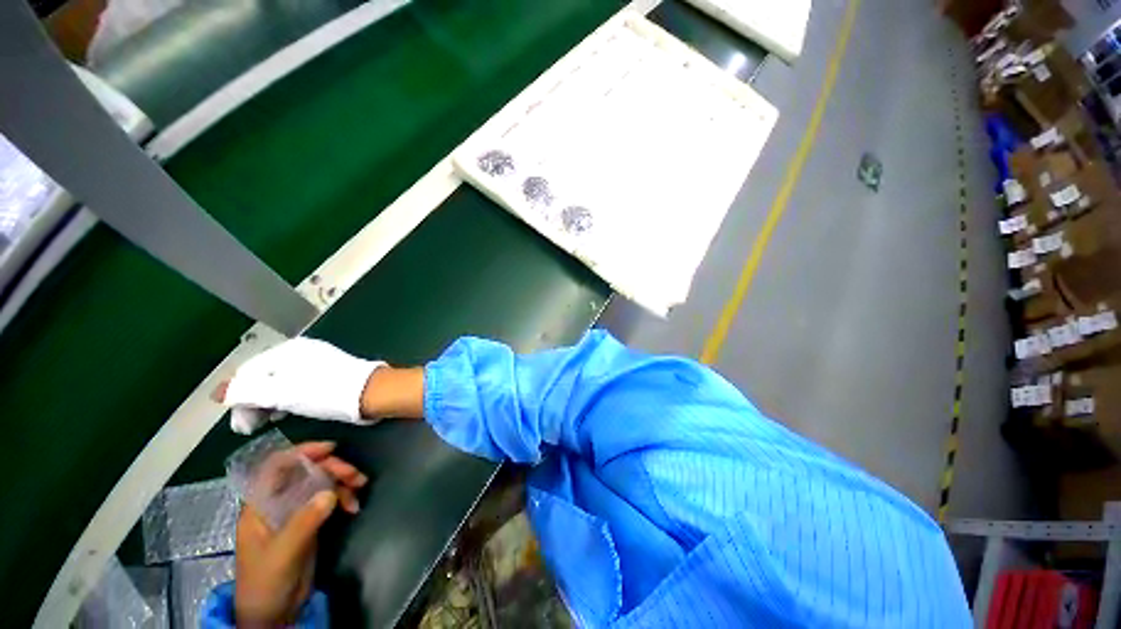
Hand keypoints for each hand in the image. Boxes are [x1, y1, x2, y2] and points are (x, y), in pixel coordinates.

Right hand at [218, 338, 385, 434]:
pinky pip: (298, 384)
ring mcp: (317, 361)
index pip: (248, 372)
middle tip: (252, 427)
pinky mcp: (330, 372)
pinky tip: (288, 411)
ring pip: (281, 381)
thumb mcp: (279, 393)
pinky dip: (288, 398)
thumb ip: (247, 391)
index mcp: (287, 351)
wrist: (369, 392)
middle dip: (254, 401)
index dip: (238, 398)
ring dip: (270, 401)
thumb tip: (218, 393)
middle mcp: (301, 352)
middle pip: (265, 376)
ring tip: (269, 420)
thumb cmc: (323, 392)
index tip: (241, 425)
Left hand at [235, 442, 366, 626]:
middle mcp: (277, 503)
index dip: (302, 452)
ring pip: (320, 483)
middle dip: (332, 468)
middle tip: (355, 475)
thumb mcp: (283, 553)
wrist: (273, 613)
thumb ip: (304, 522)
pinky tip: (354, 506)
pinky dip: (343, 498)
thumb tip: (330, 493)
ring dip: (342, 482)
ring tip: (360, 487)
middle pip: (306, 472)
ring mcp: (294, 512)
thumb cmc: (266, 582)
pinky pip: (328, 499)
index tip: (331, 448)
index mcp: (260, 505)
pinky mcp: (309, 522)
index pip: (277, 467)